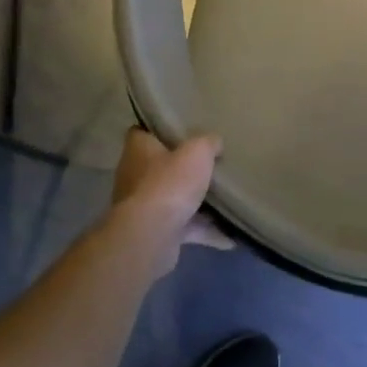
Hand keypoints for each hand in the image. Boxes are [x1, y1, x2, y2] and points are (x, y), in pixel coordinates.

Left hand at [109, 129, 231, 277]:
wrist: (150, 236)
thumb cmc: (169, 183)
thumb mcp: (197, 153)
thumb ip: (208, 143)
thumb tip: (215, 142)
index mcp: (138, 150)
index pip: (140, 132)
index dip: (159, 130)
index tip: (181, 130)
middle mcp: (136, 176)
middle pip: (160, 166)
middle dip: (183, 168)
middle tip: (209, 163)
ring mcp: (144, 207)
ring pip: (174, 199)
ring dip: (196, 202)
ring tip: (225, 199)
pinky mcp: (156, 232)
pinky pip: (185, 228)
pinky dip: (205, 231)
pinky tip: (230, 237)